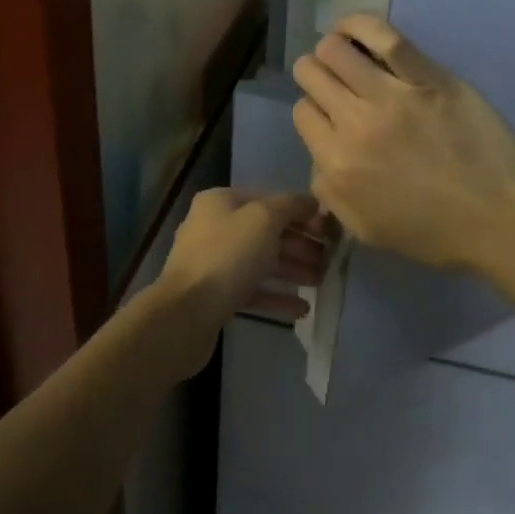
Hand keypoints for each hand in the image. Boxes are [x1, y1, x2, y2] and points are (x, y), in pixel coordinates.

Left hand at [147, 189, 325, 376]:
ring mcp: (213, 262)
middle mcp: (214, 226)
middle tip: (329, 260)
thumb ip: (291, 206)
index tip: (329, 230)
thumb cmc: (227, 256)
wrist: (185, 314)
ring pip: (261, 261)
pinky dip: (276, 296)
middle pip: (266, 231)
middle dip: (299, 245)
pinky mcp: (215, 295)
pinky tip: (301, 309)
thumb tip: (311, 202)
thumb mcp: (264, 219)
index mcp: (221, 202)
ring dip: (292, 270)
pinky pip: (252, 290)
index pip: (269, 199)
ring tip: (320, 282)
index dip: (301, 213)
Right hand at [293, 13, 514, 273]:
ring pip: (336, 50)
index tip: (330, 114)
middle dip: (315, 74)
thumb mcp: (366, 230)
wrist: (499, 221)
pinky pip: (384, 37)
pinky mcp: (428, 78)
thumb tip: (320, 160)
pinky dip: (360, 25)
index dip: (313, 110)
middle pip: (312, 74)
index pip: (302, 112)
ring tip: (348, 56)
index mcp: (337, 164)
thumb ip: (330, 193)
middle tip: (335, 82)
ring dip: (333, 49)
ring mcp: (392, 96)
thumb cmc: (434, 233)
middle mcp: (355, 124)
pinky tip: (352, 28)